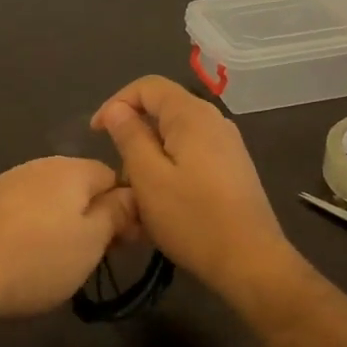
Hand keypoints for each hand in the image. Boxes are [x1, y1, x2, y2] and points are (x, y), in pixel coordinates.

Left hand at [0, 157, 138, 322]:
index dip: (126, 208)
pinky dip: (33, 230)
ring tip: (60, 261)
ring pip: (50, 199)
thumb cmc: (38, 258)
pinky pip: (23, 211)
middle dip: (93, 216)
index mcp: (71, 169)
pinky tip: (26, 256)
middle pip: (80, 186)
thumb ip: (116, 213)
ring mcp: (7, 182)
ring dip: (63, 223)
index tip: (126, 243)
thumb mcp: (91, 241)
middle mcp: (39, 166)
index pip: (113, 176)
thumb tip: (132, 194)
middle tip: (95, 256)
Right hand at [91, 76, 298, 300]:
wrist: (249, 260)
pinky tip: (163, 200)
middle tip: (117, 170)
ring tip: (137, 191)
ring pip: (177, 136)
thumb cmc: (192, 218)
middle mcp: (214, 120)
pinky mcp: (233, 168)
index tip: (96, 134)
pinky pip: (192, 155)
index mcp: (192, 115)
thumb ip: (130, 136)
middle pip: (164, 109)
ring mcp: (227, 145)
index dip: (116, 103)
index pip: (147, 86)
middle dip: (134, 133)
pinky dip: (170, 168)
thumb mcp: (148, 177)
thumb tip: (117, 110)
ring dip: (151, 155)